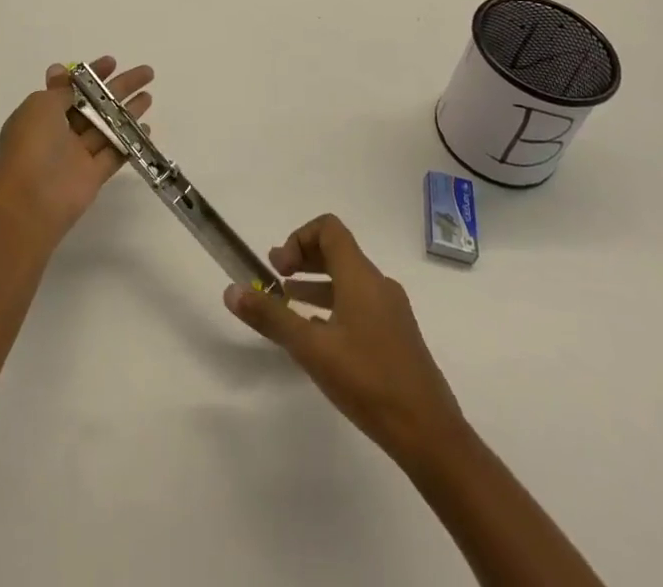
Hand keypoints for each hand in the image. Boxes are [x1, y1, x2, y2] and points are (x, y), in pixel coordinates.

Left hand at [0, 57, 153, 241]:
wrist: (29, 201)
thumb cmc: (31, 145)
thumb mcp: (41, 105)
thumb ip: (60, 90)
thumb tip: (60, 70)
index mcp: (43, 113)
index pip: (73, 87)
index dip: (92, 74)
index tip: (113, 62)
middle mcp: (60, 132)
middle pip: (96, 104)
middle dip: (119, 87)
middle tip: (146, 73)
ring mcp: (77, 154)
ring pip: (107, 127)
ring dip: (128, 111)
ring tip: (149, 96)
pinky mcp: (93, 176)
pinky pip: (114, 153)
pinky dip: (130, 141)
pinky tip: (146, 129)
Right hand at [225, 214, 465, 467]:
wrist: (430, 435)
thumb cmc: (368, 381)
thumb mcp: (311, 349)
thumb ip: (271, 317)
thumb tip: (232, 290)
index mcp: (361, 276)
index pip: (329, 229)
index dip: (298, 238)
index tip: (279, 267)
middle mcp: (378, 284)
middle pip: (337, 251)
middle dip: (303, 258)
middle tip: (274, 277)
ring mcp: (392, 310)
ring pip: (348, 280)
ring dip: (316, 283)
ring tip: (288, 303)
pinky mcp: (397, 335)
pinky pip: (360, 303)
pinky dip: (334, 305)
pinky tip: (318, 335)